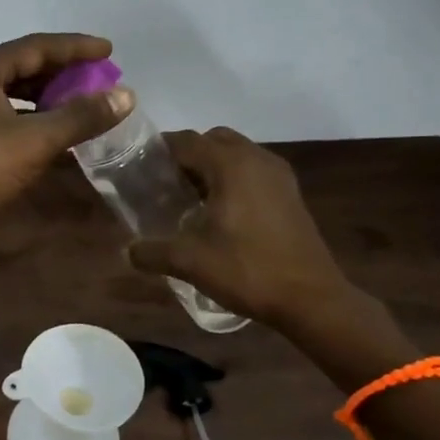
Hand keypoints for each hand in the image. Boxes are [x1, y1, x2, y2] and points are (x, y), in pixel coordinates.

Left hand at [0, 33, 133, 237]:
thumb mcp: (36, 141)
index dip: (75, 48)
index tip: (109, 50)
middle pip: (20, 64)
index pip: (36, 46)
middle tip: (96, 77)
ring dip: (43, 93)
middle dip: (61, 70)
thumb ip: (81, 116)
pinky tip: (46, 127)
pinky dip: (25, 113)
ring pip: (8, 89)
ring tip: (77, 99)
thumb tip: (125, 95)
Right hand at [126, 128, 353, 328]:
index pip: (186, 140)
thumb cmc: (247, 270)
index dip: (159, 150)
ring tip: (189, 199)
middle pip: (212, 140)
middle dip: (186, 156)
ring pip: (236, 154)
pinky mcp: (290, 194)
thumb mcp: (189, 262)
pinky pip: (252, 172)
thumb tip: (127, 251)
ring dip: (211, 167)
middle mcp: (256, 159)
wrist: (311, 299)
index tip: (137, 169)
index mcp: (231, 164)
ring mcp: (278, 176)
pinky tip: (219, 213)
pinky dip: (232, 180)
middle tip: (164, 184)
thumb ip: (152, 252)